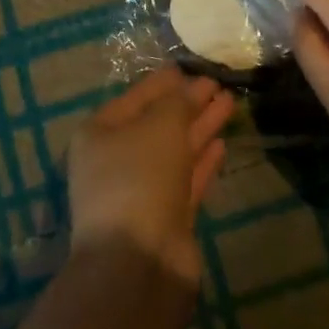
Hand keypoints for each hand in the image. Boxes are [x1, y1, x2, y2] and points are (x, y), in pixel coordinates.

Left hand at [67, 68, 231, 286]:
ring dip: (200, 128)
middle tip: (219, 84)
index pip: (135, 97)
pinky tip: (222, 144)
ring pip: (174, 151)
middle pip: (157, 124)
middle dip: (188, 104)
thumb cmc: (140, 176)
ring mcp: (139, 192)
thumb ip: (179, 101)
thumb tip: (192, 86)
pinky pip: (185, 179)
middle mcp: (114, 161)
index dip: (164, 82)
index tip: (190, 68)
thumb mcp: (160, 125)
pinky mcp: (164, 218)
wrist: (139, 260)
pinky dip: (202, 161)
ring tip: (229, 104)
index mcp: (98, 134)